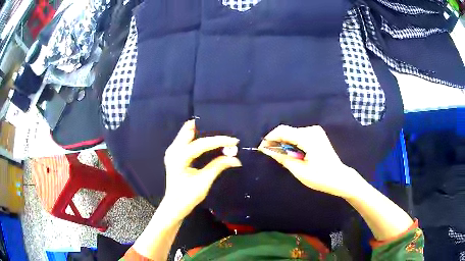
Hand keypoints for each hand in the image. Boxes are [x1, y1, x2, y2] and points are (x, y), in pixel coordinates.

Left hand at [162, 120, 240, 219]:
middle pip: (189, 131)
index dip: (219, 141)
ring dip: (202, 131)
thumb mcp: (204, 182)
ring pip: (187, 132)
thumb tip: (236, 159)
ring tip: (219, 132)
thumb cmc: (188, 196)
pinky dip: (197, 136)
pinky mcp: (174, 153)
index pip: (201, 144)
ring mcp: (172, 151)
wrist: (174, 205)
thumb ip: (218, 166)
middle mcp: (173, 150)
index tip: (234, 140)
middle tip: (224, 129)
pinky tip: (208, 139)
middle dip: (207, 129)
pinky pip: (186, 138)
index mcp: (178, 158)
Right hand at [259, 125, 365, 198]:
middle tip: (269, 154)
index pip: (282, 131)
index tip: (261, 149)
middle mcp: (312, 130)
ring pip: (292, 133)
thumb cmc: (320, 177)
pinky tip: (291, 154)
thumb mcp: (299, 170)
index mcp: (308, 137)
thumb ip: (282, 157)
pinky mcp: (317, 135)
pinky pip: (299, 136)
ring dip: (284, 143)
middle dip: (276, 141)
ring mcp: (316, 131)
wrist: (339, 178)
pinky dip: (292, 143)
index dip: (269, 138)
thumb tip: (267, 150)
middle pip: (287, 131)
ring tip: (279, 156)